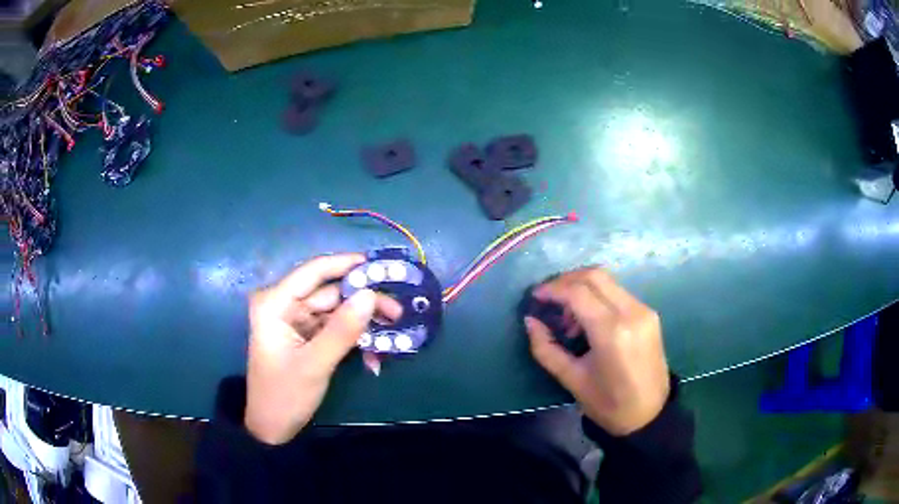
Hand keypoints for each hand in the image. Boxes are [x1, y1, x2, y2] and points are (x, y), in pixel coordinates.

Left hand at [245, 253, 400, 444]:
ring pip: (337, 310)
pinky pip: (335, 328)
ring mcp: (296, 321)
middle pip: (331, 292)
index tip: (382, 266)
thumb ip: (342, 330)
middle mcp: (285, 304)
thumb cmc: (284, 395)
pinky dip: (354, 337)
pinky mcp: (307, 336)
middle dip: (364, 301)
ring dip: (363, 322)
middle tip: (398, 312)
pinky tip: (374, 354)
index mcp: (275, 303)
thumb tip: (371, 295)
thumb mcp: (314, 364)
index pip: (314, 272)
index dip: (348, 265)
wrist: (272, 428)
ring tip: (393, 331)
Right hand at [524, 268, 669, 435]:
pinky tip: (588, 319)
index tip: (535, 296)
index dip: (552, 289)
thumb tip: (530, 321)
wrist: (649, 414)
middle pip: (594, 276)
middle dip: (566, 280)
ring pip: (607, 280)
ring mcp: (644, 310)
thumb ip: (546, 348)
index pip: (578, 292)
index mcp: (611, 332)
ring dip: (582, 287)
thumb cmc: (608, 404)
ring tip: (567, 316)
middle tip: (548, 297)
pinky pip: (618, 292)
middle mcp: (631, 312)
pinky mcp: (649, 313)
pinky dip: (597, 296)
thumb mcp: (571, 379)